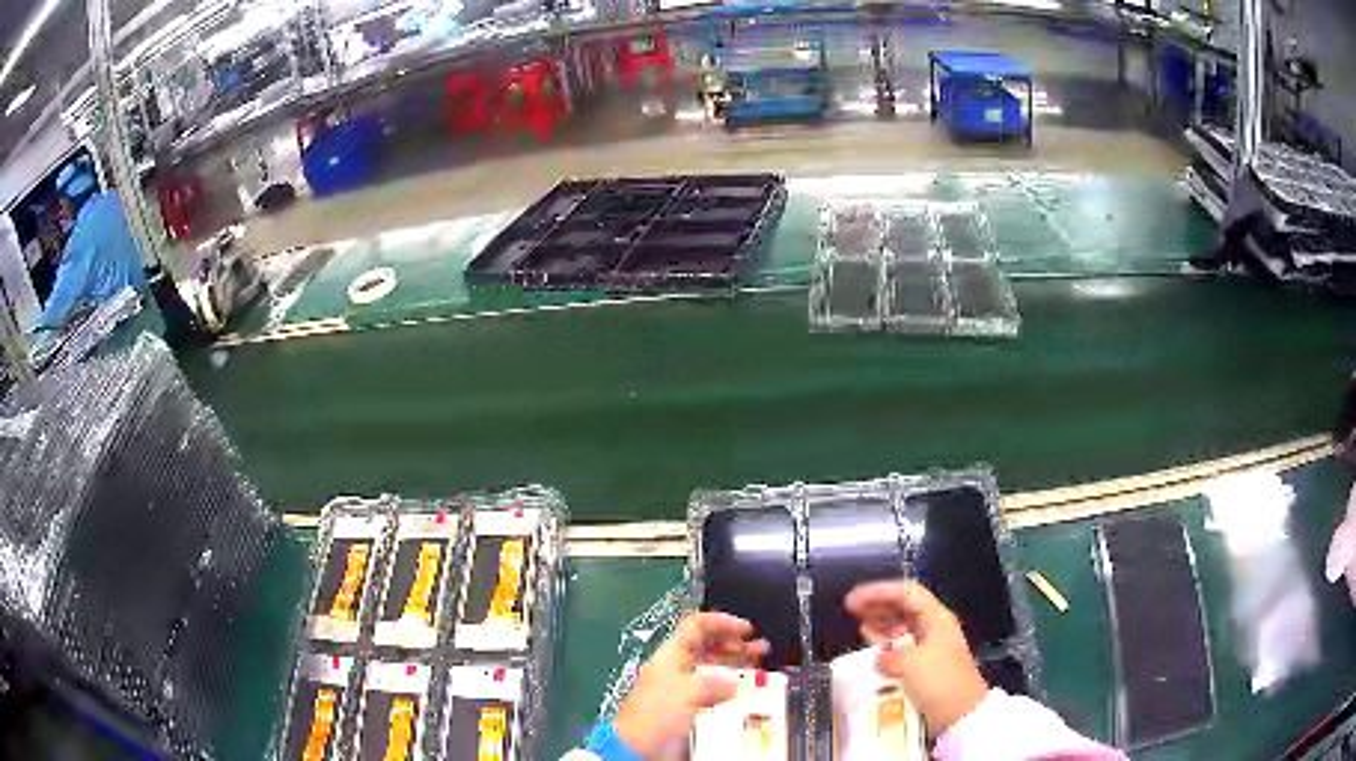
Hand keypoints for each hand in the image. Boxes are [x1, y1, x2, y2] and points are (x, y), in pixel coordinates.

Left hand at [614, 612, 768, 756]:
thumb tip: (735, 681)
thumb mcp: (686, 692)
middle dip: (735, 644)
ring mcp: (685, 689)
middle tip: (760, 649)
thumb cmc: (656, 714)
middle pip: (709, 646)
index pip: (696, 627)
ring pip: (715, 669)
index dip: (721, 622)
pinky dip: (735, 689)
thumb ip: (714, 682)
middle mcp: (679, 669)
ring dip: (738, 665)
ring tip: (761, 666)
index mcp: (671, 656)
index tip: (746, 628)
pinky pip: (718, 692)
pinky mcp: (692, 709)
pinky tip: (750, 692)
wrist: (638, 749)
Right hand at [846, 579, 988, 736]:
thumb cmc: (941, 682)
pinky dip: (884, 644)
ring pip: (901, 627)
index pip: (907, 593)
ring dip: (880, 623)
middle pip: (904, 607)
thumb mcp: (912, 663)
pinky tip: (870, 646)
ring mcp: (929, 648)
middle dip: (878, 604)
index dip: (880, 591)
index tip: (855, 597)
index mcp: (937, 619)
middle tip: (851, 606)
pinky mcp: (924, 667)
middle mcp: (934, 628)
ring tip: (857, 622)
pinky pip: (900, 648)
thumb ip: (891, 654)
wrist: (961, 713)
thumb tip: (880, 656)